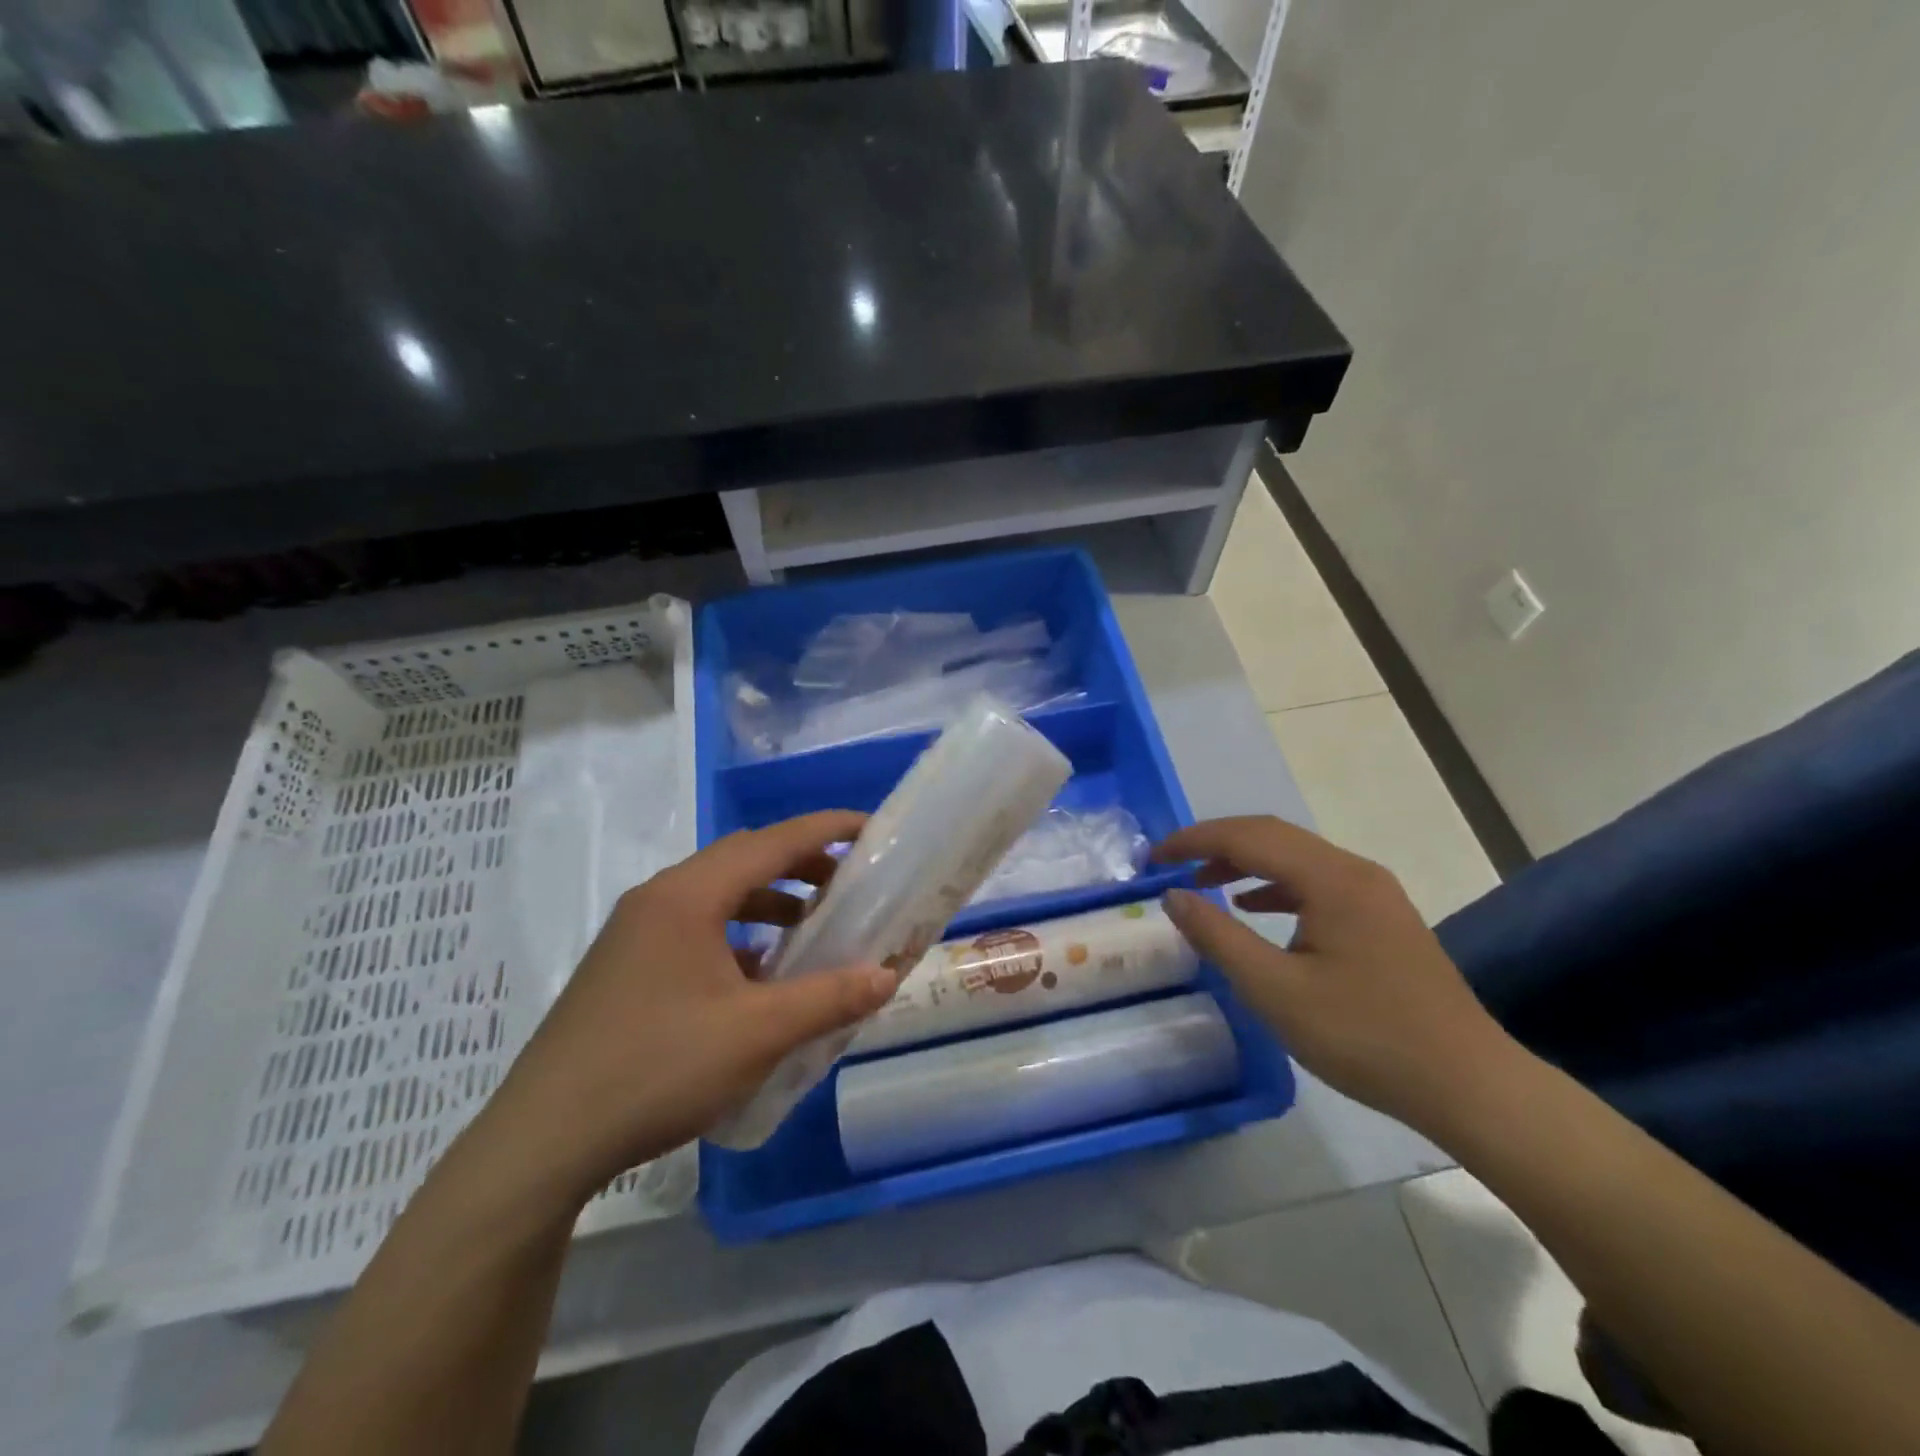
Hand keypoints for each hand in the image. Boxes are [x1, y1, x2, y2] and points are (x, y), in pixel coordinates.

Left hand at [479, 810, 897, 1202]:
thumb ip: (829, 998)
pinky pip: (695, 928)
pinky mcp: (625, 965)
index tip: (872, 829)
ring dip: (769, 901)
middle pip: (743, 860)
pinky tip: (758, 975)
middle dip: (801, 864)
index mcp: (689, 895)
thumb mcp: (757, 1033)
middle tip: (850, 881)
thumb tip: (888, 976)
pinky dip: (738, 934)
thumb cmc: (657, 1068)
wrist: (543, 1140)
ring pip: (717, 895)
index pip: (772, 842)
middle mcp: (659, 898)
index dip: (827, 830)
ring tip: (811, 928)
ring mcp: (635, 931)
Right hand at [1153, 815, 1513, 1132]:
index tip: (1153, 857)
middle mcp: (1354, 871)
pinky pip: (1316, 882)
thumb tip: (1173, 895)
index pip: (1248, 837)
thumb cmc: (1365, 1036)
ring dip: (1245, 862)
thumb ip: (1218, 936)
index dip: (1194, 840)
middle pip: (1273, 836)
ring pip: (1295, 858)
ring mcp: (1374, 893)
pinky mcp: (1381, 918)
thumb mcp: (1275, 990)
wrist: (1468, 1085)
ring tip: (1203, 882)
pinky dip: (1275, 885)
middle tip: (1171, 862)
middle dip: (1216, 843)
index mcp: (1331, 879)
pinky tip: (1255, 907)